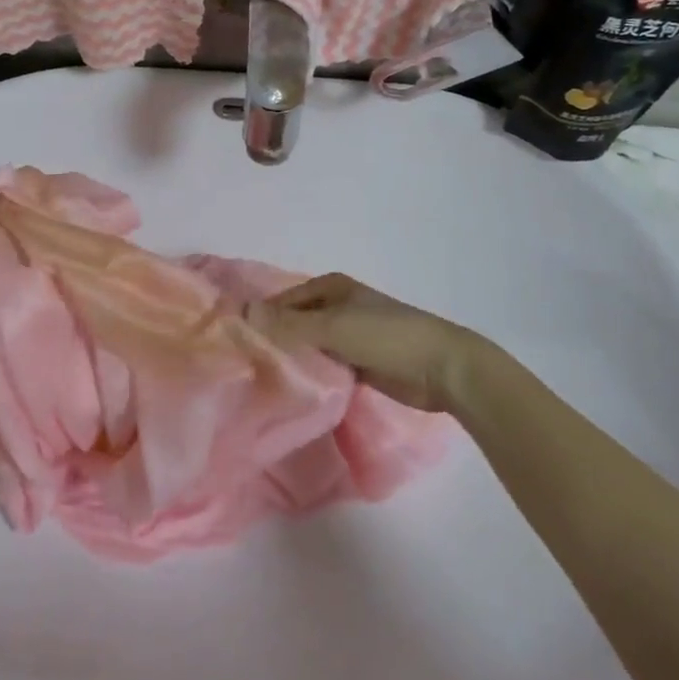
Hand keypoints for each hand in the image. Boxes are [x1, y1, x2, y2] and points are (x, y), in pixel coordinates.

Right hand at [250, 273, 479, 412]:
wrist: (441, 368)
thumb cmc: (386, 336)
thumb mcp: (333, 327)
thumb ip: (289, 324)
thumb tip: (244, 312)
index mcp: (329, 287)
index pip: (283, 301)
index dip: (262, 319)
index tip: (236, 345)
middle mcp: (336, 306)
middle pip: (295, 323)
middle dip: (275, 341)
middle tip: (246, 368)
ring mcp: (348, 335)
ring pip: (310, 347)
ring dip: (294, 361)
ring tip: (263, 383)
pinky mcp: (359, 363)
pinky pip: (326, 366)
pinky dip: (313, 375)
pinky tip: (295, 392)